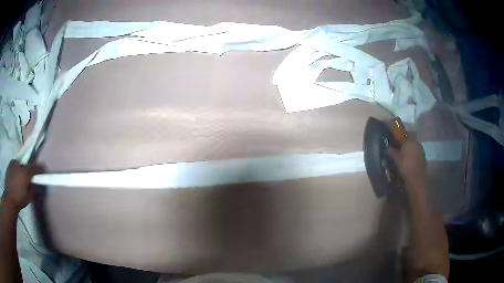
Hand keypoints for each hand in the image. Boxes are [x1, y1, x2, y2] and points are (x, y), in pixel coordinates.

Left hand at [2, 160, 35, 211]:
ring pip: (19, 165)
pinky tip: (14, 177)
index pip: (34, 166)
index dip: (38, 168)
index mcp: (25, 173)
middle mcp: (20, 165)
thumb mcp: (29, 198)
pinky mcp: (9, 165)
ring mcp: (13, 164)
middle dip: (27, 171)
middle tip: (26, 179)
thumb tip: (38, 185)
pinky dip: (15, 170)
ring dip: (20, 170)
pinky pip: (14, 165)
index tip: (42, 169)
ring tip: (19, 179)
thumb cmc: (20, 199)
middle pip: (25, 165)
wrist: (9, 199)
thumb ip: (34, 190)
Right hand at [388, 137, 426, 189]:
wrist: (416, 179)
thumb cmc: (405, 167)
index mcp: (409, 141)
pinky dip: (412, 158)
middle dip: (403, 148)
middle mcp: (416, 143)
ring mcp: (421, 150)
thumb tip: (387, 148)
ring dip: (408, 153)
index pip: (402, 139)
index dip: (397, 143)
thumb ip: (392, 152)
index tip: (393, 148)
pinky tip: (408, 164)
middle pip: (408, 144)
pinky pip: (416, 155)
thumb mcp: (396, 160)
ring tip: (403, 160)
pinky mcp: (423, 158)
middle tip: (397, 155)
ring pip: (412, 150)